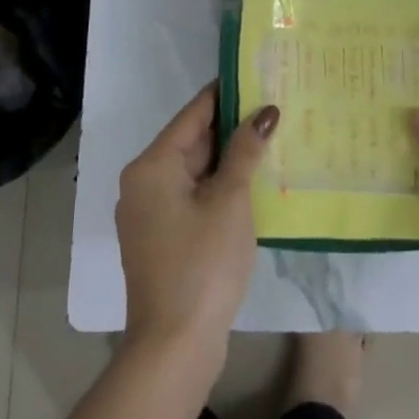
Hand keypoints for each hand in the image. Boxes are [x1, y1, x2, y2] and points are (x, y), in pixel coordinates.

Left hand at [116, 84, 277, 363]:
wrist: (175, 344)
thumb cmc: (203, 263)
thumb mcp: (230, 200)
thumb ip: (246, 151)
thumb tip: (265, 112)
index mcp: (152, 166)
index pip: (193, 114)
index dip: (226, 93)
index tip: (256, 74)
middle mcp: (143, 183)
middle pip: (192, 142)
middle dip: (232, 127)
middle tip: (275, 107)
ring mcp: (150, 213)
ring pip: (194, 171)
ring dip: (229, 159)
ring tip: (272, 139)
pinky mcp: (161, 238)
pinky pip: (193, 196)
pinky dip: (220, 186)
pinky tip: (253, 183)